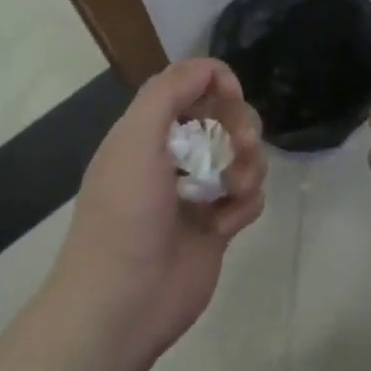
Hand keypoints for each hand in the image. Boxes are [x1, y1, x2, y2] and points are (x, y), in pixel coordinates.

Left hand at [47, 59, 265, 369]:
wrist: (122, 302)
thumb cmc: (125, 214)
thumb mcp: (135, 139)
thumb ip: (168, 93)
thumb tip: (208, 68)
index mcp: (146, 130)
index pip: (188, 85)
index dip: (214, 82)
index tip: (231, 96)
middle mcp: (172, 154)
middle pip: (223, 116)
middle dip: (239, 123)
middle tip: (240, 144)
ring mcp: (196, 191)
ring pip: (242, 155)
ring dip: (247, 165)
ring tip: (232, 189)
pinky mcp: (216, 225)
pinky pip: (248, 197)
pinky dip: (244, 203)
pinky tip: (225, 223)